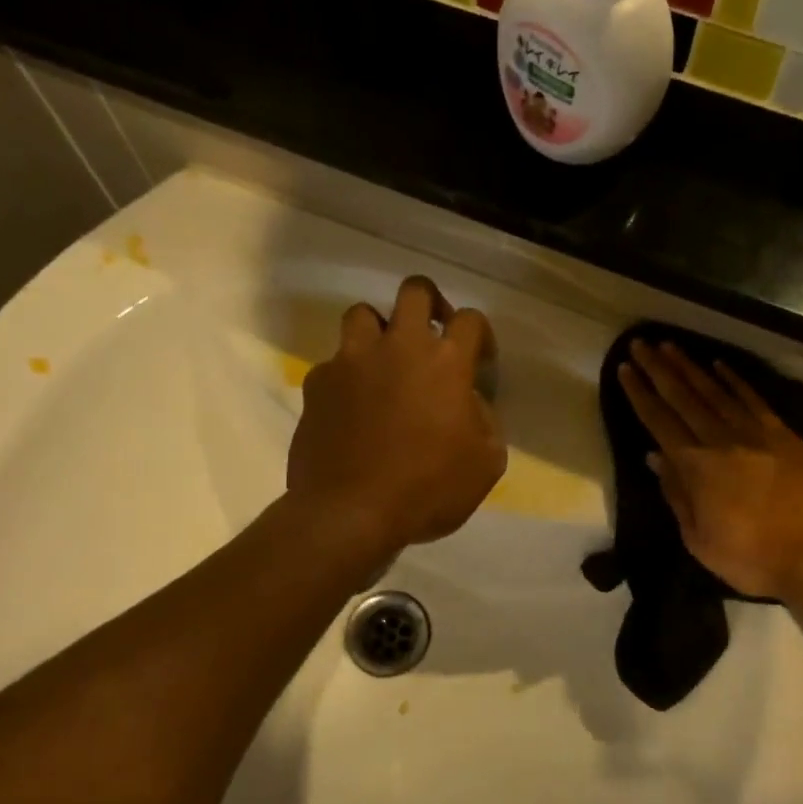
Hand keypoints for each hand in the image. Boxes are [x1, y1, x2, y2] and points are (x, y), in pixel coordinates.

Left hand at [287, 276, 505, 559]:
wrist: (350, 513)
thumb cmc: (428, 489)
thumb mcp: (485, 463)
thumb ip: (485, 420)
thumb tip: (469, 402)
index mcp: (445, 362)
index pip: (471, 320)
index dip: (481, 335)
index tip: (480, 360)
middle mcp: (398, 347)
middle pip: (415, 290)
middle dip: (429, 302)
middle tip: (433, 333)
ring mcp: (351, 361)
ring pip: (362, 314)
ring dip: (379, 331)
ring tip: (385, 362)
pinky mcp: (317, 383)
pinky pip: (334, 363)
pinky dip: (347, 375)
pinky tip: (352, 407)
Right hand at [618, 341, 802, 598]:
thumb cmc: (751, 558)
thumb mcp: (699, 539)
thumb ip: (676, 495)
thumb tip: (655, 457)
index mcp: (696, 467)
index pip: (659, 421)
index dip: (640, 393)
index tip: (625, 368)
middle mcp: (721, 441)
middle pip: (683, 398)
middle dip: (659, 369)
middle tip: (641, 342)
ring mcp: (756, 434)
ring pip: (716, 392)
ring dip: (691, 367)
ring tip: (671, 346)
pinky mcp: (785, 435)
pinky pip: (754, 400)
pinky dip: (735, 380)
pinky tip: (720, 365)